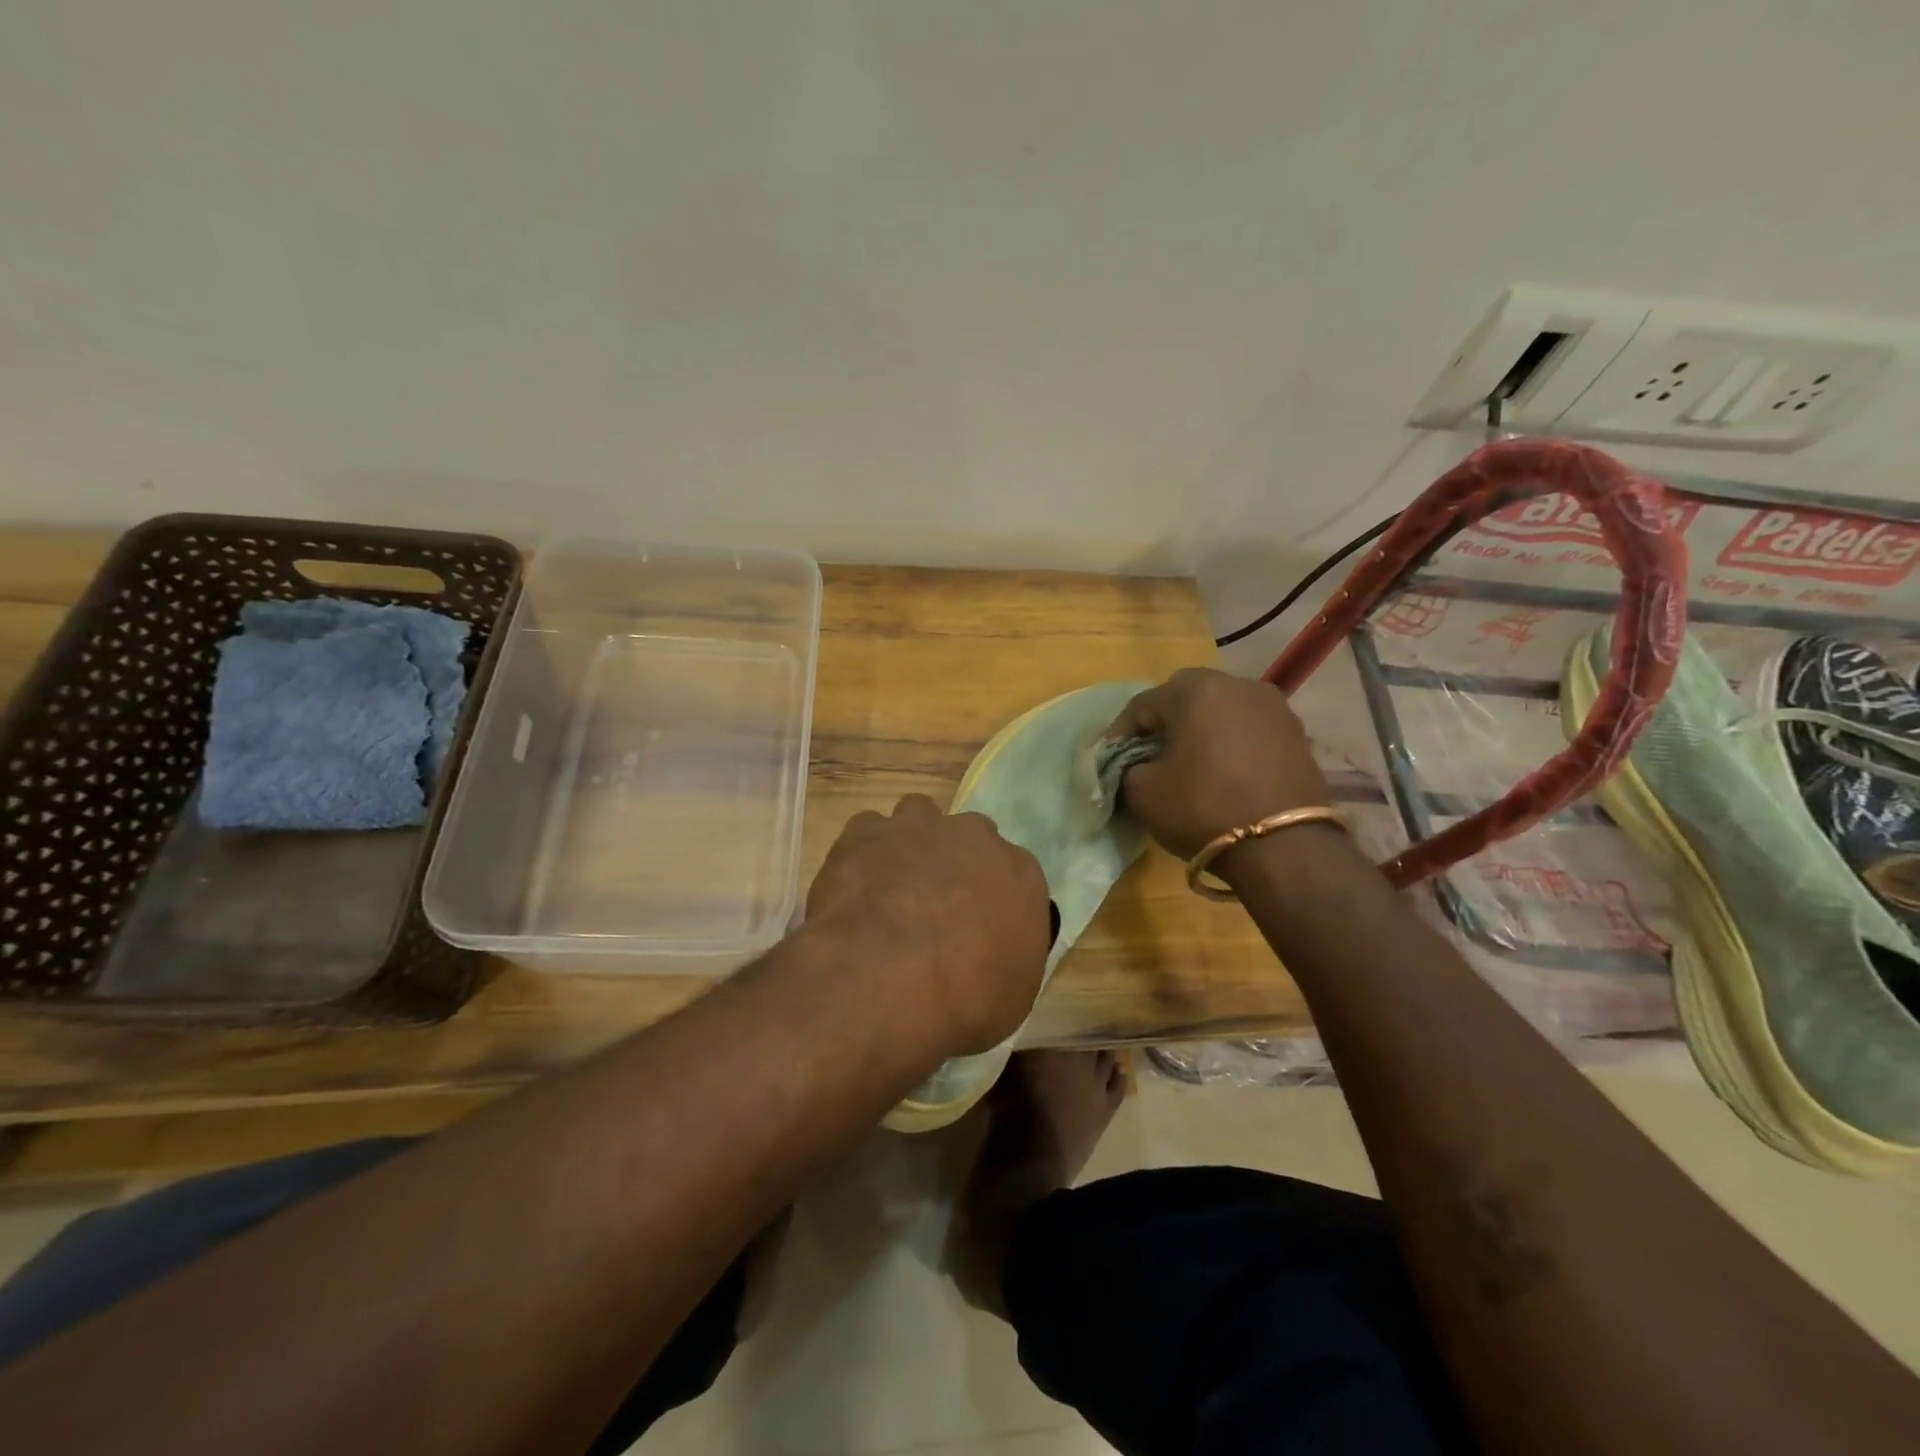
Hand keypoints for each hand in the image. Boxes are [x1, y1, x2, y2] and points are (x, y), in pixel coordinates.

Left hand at [806, 795, 1049, 1056]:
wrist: (889, 978)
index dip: (994, 898)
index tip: (979, 927)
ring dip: (911, 842)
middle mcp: (974, 837)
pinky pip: (868, 831)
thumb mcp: (1012, 998)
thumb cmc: (965, 999)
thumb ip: (1010, 959)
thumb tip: (995, 955)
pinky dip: (864, 852)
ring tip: (894, 884)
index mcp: (1020, 873)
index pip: (1015, 874)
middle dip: (956, 861)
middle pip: (970, 837)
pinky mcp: (866, 832)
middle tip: (936, 904)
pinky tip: (856, 885)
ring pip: (919, 816)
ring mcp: (918, 827)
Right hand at [1105, 667, 1331, 863]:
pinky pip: (1249, 729)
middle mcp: (1237, 685)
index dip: (1120, 733)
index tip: (1110, 760)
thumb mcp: (1143, 793)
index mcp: (1195, 690)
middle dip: (1163, 723)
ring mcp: (1273, 707)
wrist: (1285, 847)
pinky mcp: (1297, 733)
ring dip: (1200, 730)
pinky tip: (1223, 771)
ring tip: (1189, 763)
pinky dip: (1230, 743)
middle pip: (1185, 697)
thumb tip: (1134, 764)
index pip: (1142, 705)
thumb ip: (1126, 768)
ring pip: (1221, 710)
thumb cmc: (1204, 809)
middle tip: (1149, 755)